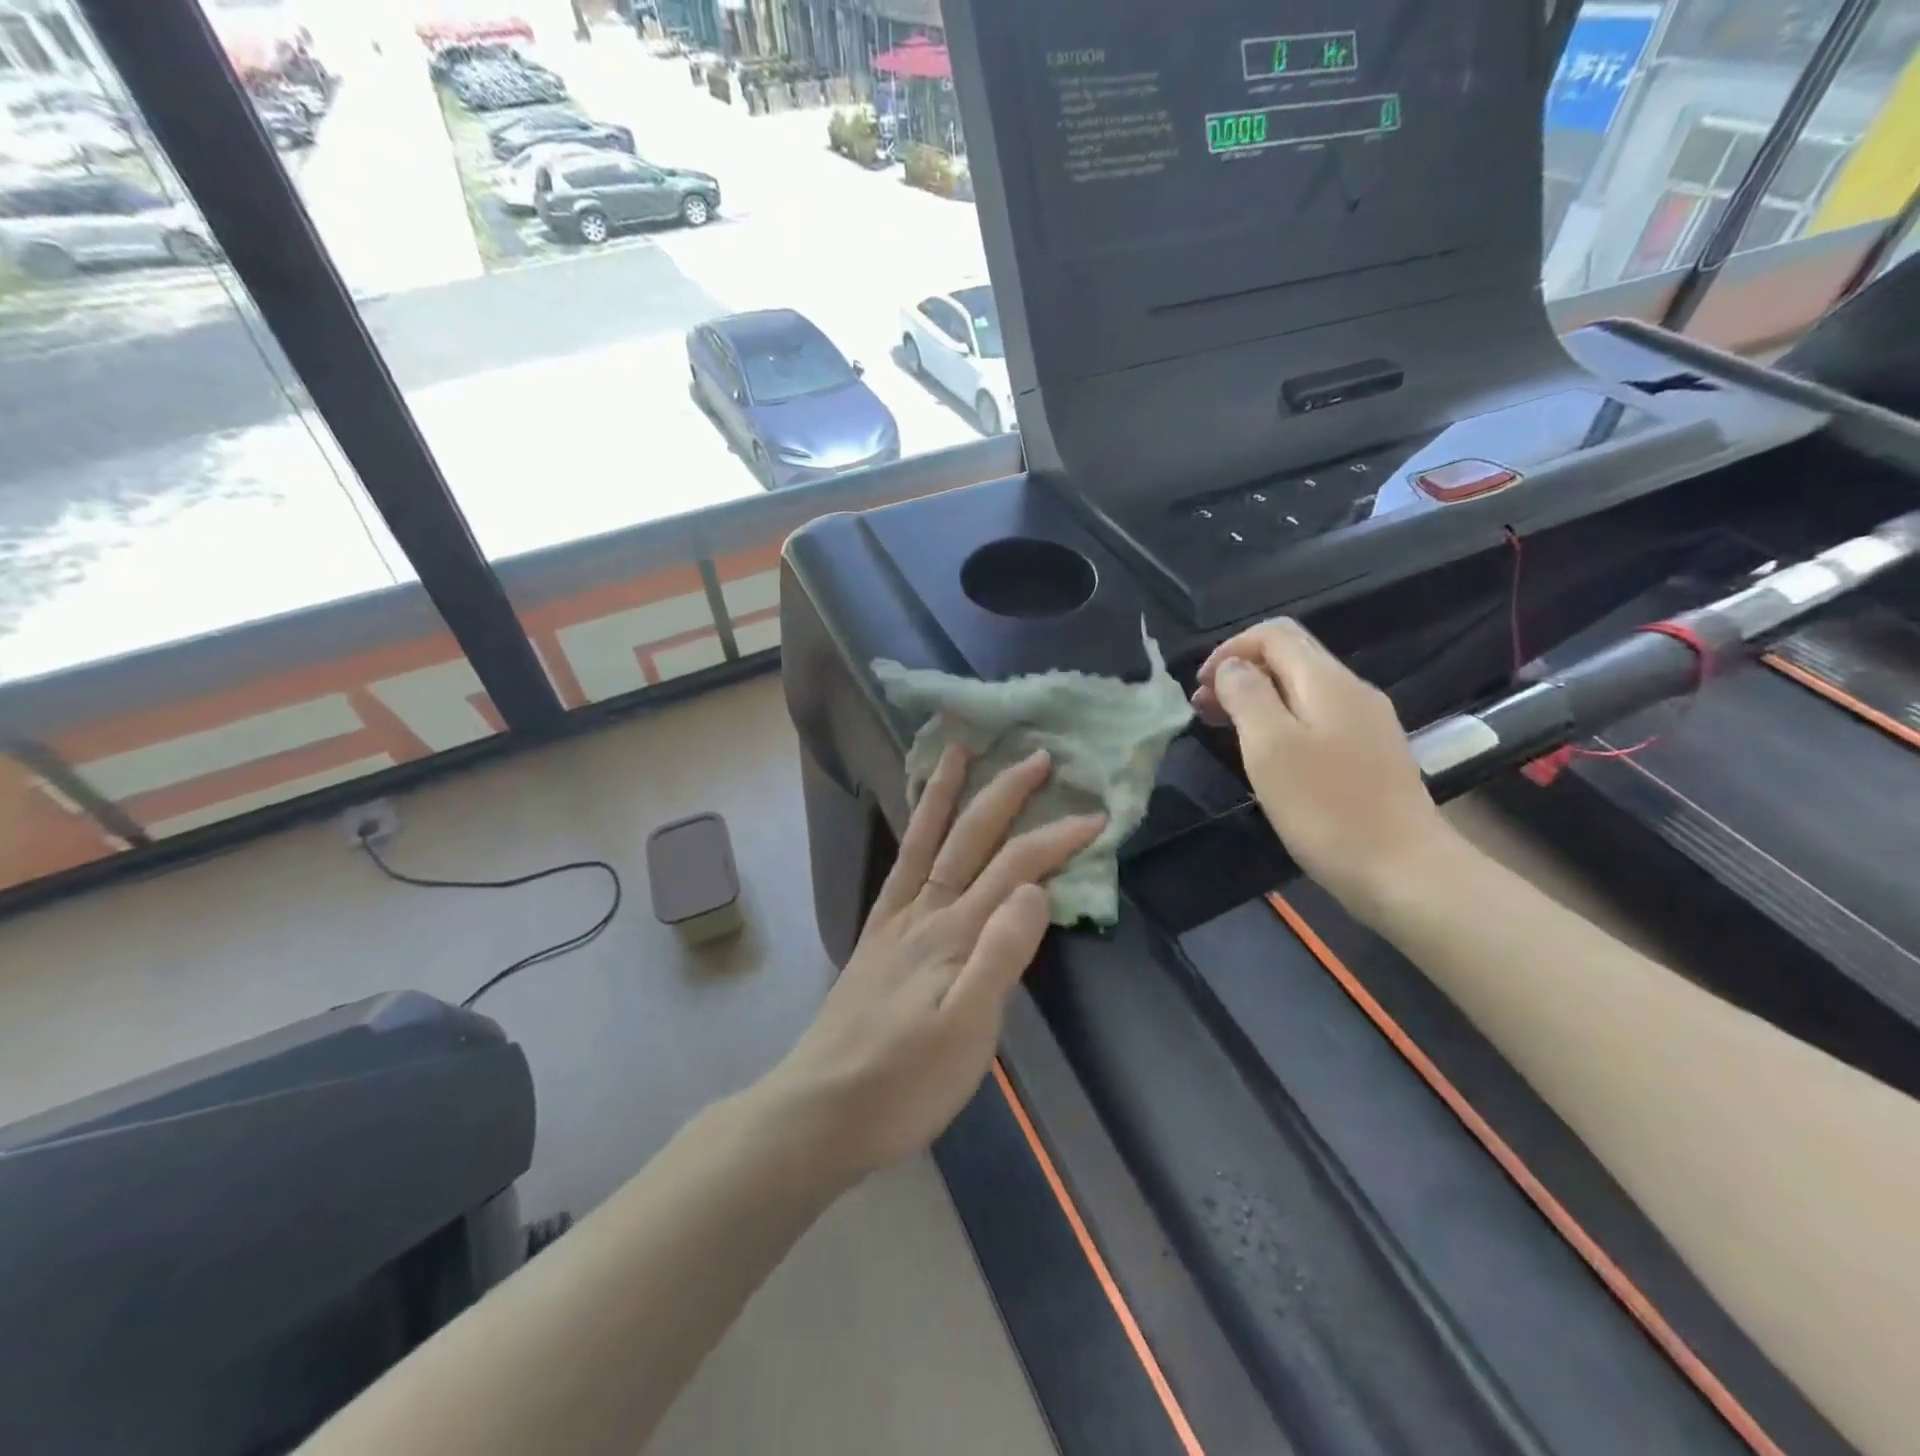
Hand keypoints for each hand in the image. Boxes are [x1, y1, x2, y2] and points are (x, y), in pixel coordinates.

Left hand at [765, 746, 1103, 1183]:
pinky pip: (898, 868)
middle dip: (1006, 793)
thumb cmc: (904, 1084)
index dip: (1056, 838)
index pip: (1015, 869)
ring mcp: (896, 920)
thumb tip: (1037, 889)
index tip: (1097, 816)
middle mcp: (925, 912)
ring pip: (926, 840)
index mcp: (954, 934)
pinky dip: (912, 833)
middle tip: (1039, 756)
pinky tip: (920, 823)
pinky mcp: (877, 936)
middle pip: (970, 838)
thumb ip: (1001, 956)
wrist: (821, 1111)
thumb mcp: (967, 1032)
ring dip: (947, 793)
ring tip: (960, 751)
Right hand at [1193, 618, 1456, 914]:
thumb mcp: (1270, 746)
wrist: (1404, 871)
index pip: (1274, 634)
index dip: (1230, 649)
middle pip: (1289, 657)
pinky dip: (1280, 721)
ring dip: (1257, 698)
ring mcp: (1366, 723)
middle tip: (1203, 710)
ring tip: (1223, 729)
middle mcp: (1352, 691)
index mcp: (1327, 681)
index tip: (1200, 687)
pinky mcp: (1370, 754)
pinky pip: (1316, 718)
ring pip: (1301, 689)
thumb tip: (1233, 667)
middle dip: (1240, 673)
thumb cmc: (1326, 808)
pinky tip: (1266, 754)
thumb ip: (1247, 695)